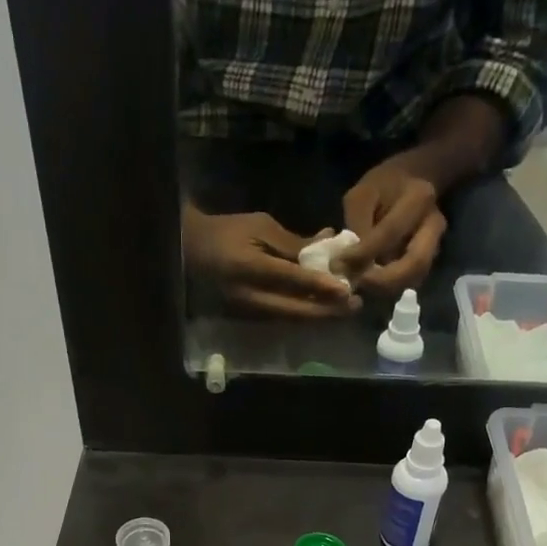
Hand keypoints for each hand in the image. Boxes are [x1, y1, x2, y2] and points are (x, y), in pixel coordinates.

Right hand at [183, 205, 361, 318]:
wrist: (191, 252)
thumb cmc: (227, 231)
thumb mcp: (260, 226)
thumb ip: (292, 243)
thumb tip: (326, 249)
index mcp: (249, 268)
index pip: (291, 280)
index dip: (320, 286)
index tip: (346, 289)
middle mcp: (250, 297)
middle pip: (295, 311)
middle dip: (328, 311)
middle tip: (356, 304)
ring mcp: (249, 312)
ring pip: (291, 319)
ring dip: (320, 315)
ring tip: (346, 307)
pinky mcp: (250, 318)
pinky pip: (283, 318)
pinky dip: (306, 313)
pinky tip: (324, 307)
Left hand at [341, 152, 447, 296]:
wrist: (414, 181)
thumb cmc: (384, 185)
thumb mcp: (362, 194)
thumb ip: (356, 225)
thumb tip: (347, 263)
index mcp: (418, 199)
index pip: (390, 233)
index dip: (363, 253)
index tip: (339, 264)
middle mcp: (434, 225)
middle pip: (415, 264)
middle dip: (383, 281)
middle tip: (357, 284)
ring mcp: (435, 245)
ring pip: (414, 278)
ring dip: (386, 288)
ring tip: (360, 285)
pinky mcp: (429, 259)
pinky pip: (410, 281)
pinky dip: (390, 287)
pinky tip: (370, 284)